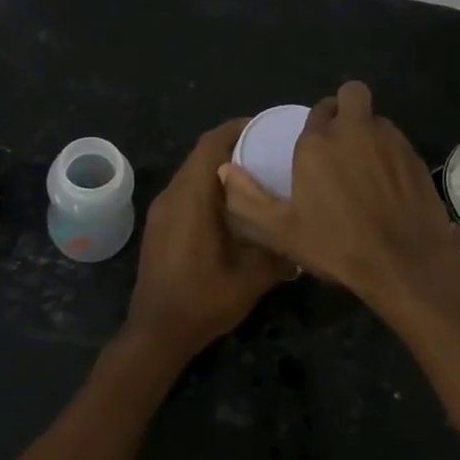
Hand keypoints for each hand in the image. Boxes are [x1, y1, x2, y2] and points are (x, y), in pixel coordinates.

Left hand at [124, 119, 293, 364]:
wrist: (157, 333)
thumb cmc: (203, 299)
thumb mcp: (252, 276)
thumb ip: (279, 249)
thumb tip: (302, 233)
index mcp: (191, 197)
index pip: (210, 144)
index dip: (237, 128)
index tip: (266, 126)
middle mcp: (172, 196)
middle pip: (201, 156)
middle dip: (233, 147)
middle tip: (269, 150)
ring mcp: (162, 212)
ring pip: (192, 175)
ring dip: (220, 169)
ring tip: (256, 175)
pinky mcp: (161, 227)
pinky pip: (186, 193)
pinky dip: (209, 188)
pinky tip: (234, 207)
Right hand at [219, 80, 459, 300]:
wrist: (404, 263)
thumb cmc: (337, 246)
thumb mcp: (281, 231)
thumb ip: (247, 198)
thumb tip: (225, 170)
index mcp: (317, 142)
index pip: (317, 110)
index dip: (317, 124)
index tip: (315, 147)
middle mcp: (354, 130)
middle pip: (352, 93)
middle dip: (346, 107)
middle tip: (341, 140)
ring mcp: (390, 140)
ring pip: (377, 118)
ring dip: (368, 131)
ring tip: (364, 165)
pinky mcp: (415, 156)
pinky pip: (397, 141)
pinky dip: (390, 153)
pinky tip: (388, 184)